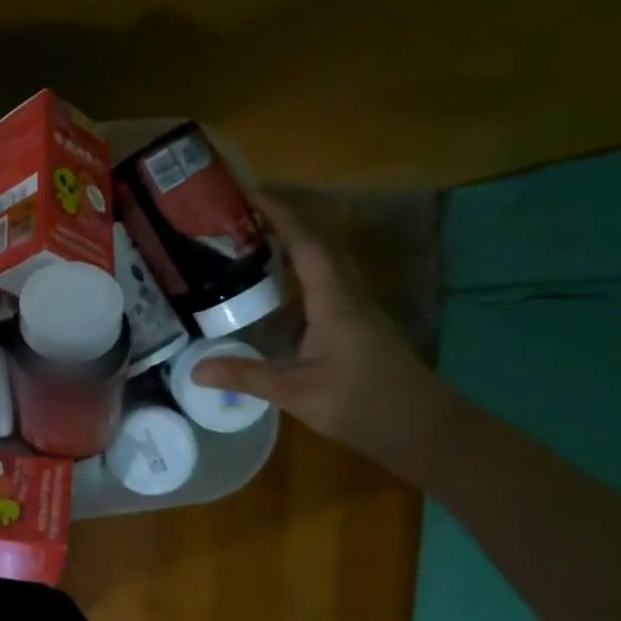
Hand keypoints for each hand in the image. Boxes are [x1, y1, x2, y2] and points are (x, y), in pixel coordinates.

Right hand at [192, 195, 449, 466]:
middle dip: (284, 217)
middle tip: (242, 212)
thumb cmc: (363, 405)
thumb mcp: (296, 393)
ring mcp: (358, 307)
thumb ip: (246, 376)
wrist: (425, 429)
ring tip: (254, 238)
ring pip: (327, 258)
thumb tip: (195, 369)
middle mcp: (349, 293)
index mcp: (335, 299)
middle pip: (320, 239)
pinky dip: (302, 267)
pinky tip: (279, 284)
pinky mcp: (360, 323)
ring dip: (295, 240)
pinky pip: (328, 279)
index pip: (306, 241)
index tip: (247, 191)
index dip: (279, 212)